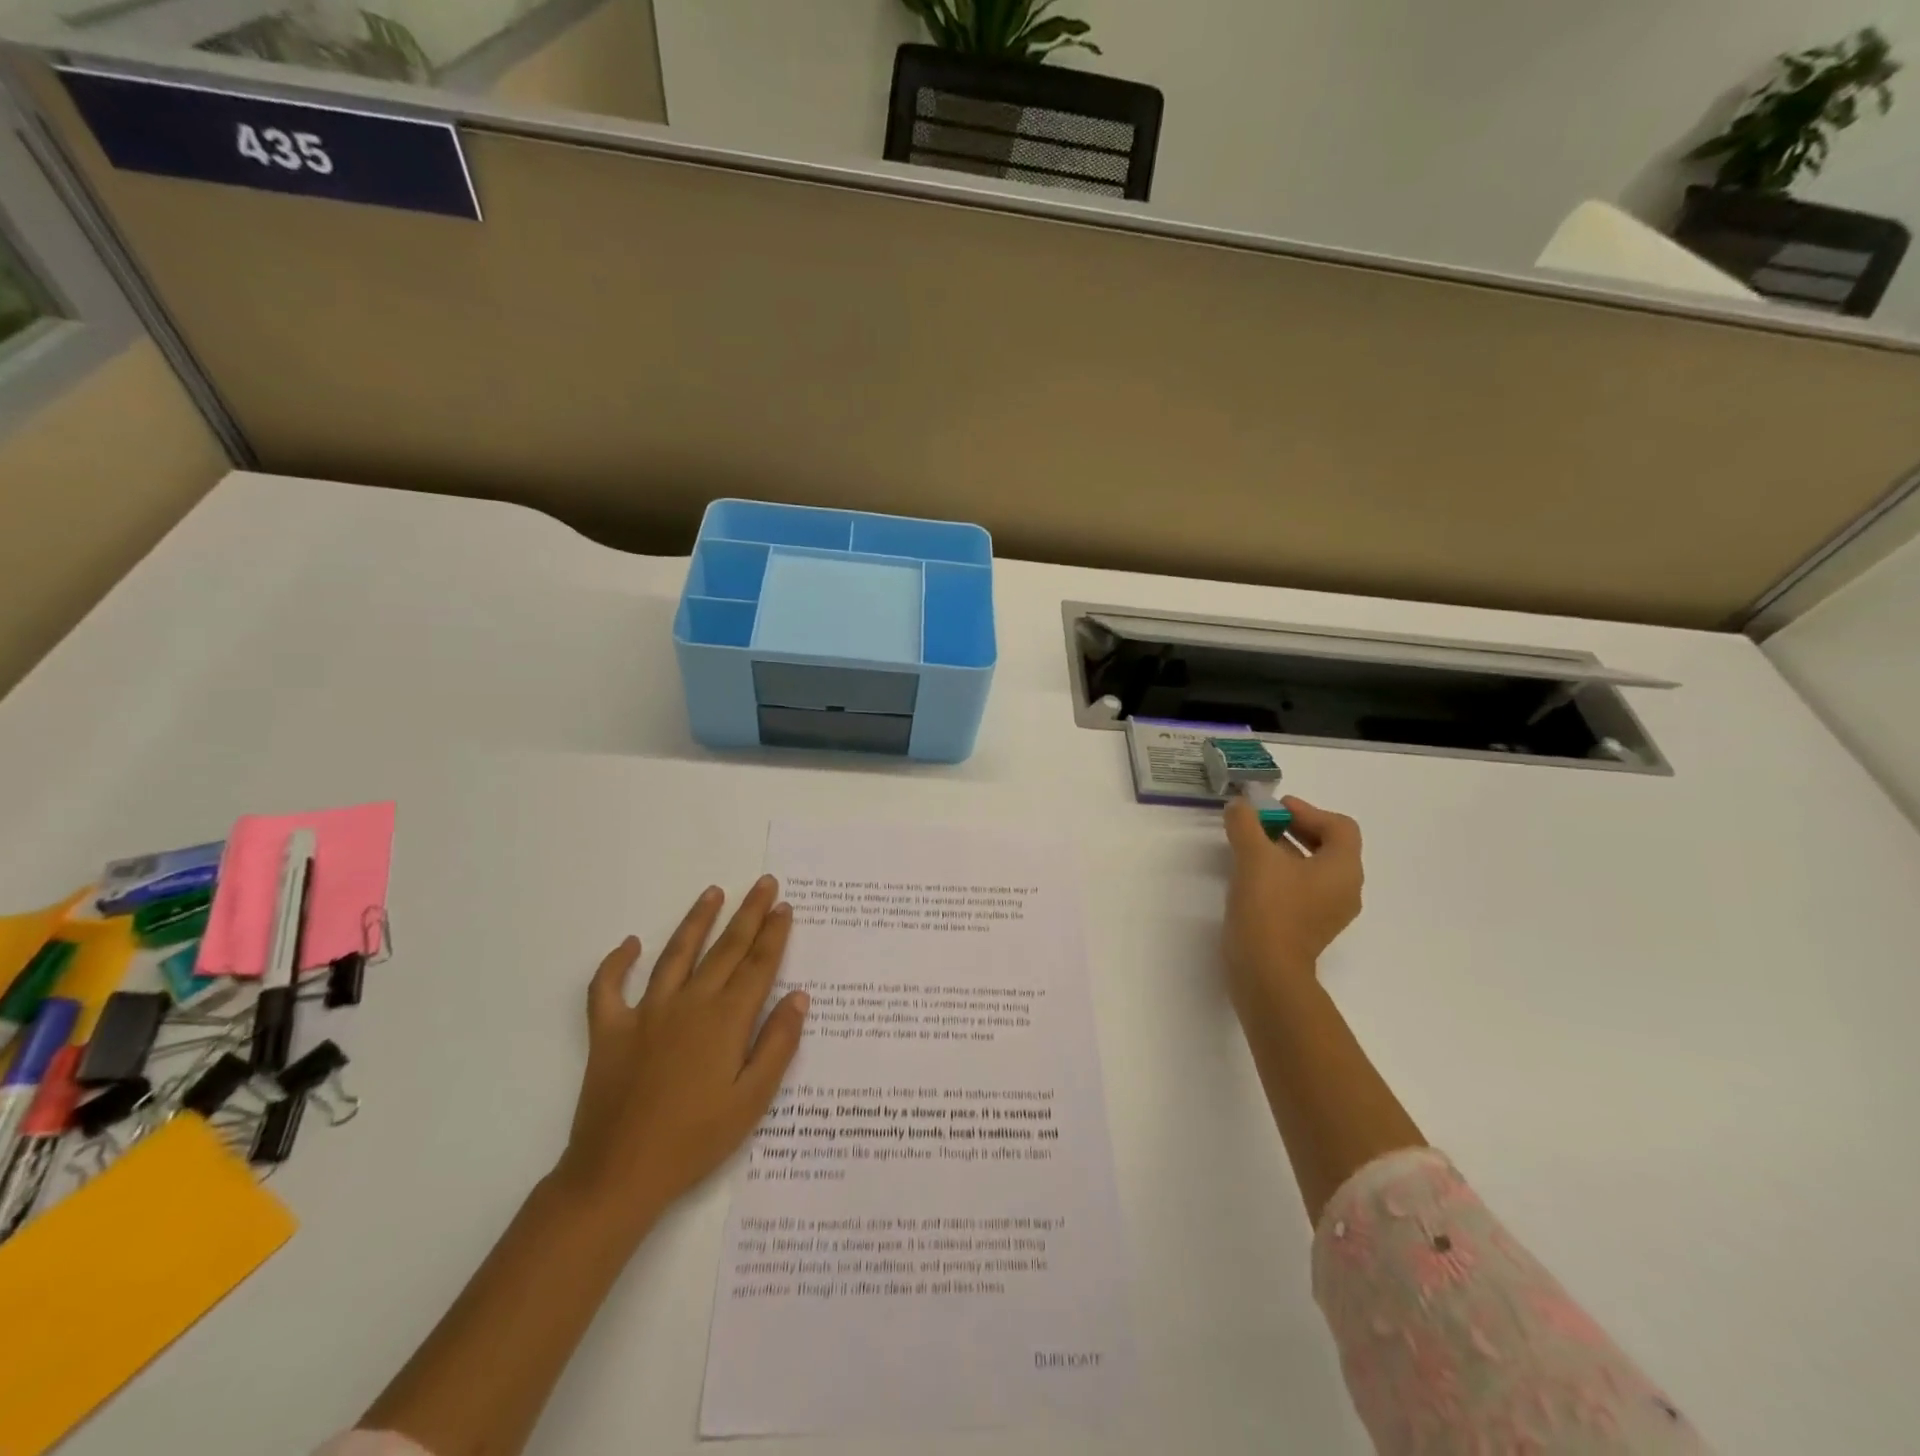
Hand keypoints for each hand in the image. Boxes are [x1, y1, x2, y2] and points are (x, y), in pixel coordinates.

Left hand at [553, 876, 809, 1238]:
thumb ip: (778, 1045)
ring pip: (675, 954)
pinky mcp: (609, 1031)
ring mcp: (646, 1013)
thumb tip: (798, 997)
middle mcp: (689, 1004)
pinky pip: (607, 988)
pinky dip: (616, 963)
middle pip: (725, 949)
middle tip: (764, 884)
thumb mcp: (751, 1100)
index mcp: (726, 1020)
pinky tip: (629, 944)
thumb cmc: (695, 1140)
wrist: (618, 1175)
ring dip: (696, 921)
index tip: (785, 906)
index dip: (774, 933)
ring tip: (713, 893)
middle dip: (749, 914)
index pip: (757, 965)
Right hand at [1222, 796, 1363, 1008]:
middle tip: (1263, 822)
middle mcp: (1345, 889)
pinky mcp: (1309, 928)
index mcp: (1343, 869)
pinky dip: (1282, 874)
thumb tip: (1240, 805)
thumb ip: (1246, 823)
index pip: (1339, 826)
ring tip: (1252, 845)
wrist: (1265, 970)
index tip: (1275, 808)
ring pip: (1313, 869)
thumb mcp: (1254, 856)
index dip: (1308, 810)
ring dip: (1286, 851)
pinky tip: (1252, 876)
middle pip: (1328, 846)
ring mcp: (1328, 912)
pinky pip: (1302, 890)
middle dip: (1296, 829)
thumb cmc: (1269, 907)